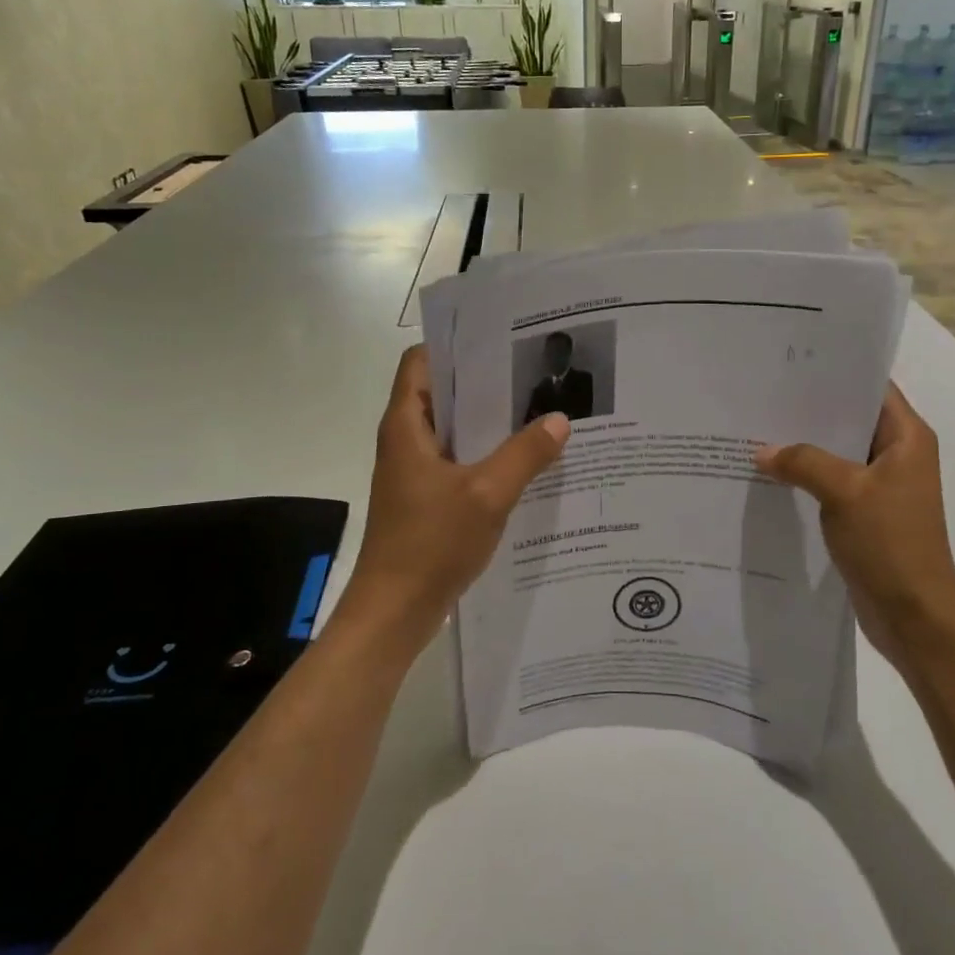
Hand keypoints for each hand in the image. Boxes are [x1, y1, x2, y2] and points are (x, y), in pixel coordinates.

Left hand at [344, 346, 570, 649]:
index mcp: (407, 425)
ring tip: (540, 413)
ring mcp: (416, 471)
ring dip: (490, 423)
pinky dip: (487, 456)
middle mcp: (407, 440)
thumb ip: (524, 454)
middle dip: (486, 384)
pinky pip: (459, 462)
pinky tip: (526, 463)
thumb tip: (559, 420)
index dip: (456, 346)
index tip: (501, 342)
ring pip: (455, 431)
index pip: (421, 362)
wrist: (395, 611)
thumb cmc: (430, 544)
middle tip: (535, 375)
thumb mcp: (486, 494)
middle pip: (443, 394)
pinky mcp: (427, 498)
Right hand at [754, 384, 954, 661]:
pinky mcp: (865, 512)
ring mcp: (881, 485)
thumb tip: (763, 451)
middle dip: (809, 409)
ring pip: (837, 452)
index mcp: (907, 437)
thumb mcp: (844, 492)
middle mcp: (897, 454)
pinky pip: (831, 482)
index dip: (836, 373)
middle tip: (762, 394)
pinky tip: (770, 472)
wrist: (914, 614)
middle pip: (850, 418)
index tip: (791, 363)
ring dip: (804, 445)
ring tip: (757, 428)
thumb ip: (803, 462)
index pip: (872, 388)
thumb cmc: (890, 543)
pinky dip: (806, 476)